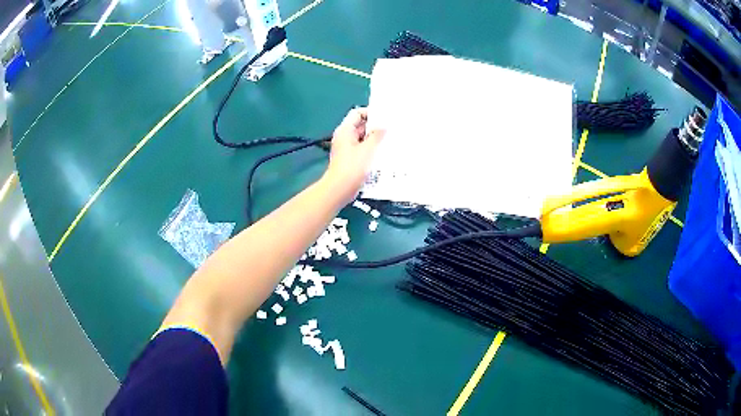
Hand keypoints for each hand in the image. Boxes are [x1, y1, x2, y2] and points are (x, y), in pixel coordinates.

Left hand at [323, 107, 384, 203]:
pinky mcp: (350, 159)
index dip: (371, 113)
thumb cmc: (353, 167)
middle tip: (392, 129)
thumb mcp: (368, 148)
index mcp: (345, 130)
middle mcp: (344, 137)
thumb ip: (377, 135)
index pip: (357, 113)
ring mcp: (347, 148)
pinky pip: (362, 149)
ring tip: (391, 140)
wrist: (340, 189)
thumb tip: (383, 127)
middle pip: (360, 125)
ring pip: (363, 138)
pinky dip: (371, 149)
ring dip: (375, 139)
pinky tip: (383, 153)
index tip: (385, 117)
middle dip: (375, 127)